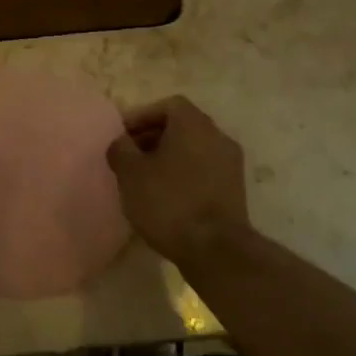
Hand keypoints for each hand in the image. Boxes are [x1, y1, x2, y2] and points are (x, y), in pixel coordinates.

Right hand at [106, 96, 254, 273]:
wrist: (215, 250)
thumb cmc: (169, 202)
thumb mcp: (130, 173)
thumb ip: (121, 149)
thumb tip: (121, 142)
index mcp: (194, 124)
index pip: (167, 105)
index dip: (142, 116)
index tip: (122, 137)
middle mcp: (217, 137)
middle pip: (182, 126)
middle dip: (153, 138)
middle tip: (130, 158)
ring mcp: (230, 164)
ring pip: (193, 150)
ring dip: (168, 158)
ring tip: (144, 180)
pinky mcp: (235, 190)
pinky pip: (203, 171)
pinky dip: (184, 176)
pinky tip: (165, 197)